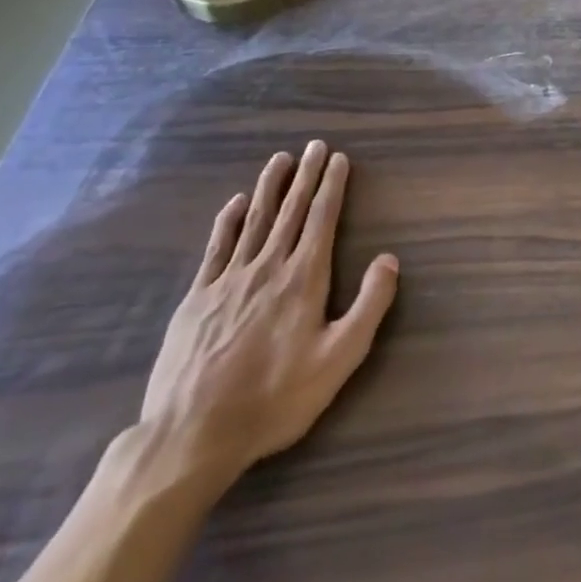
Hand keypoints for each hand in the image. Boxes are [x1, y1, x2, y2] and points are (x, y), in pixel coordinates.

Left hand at [139, 140, 398, 487]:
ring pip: (254, 221)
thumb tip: (389, 259)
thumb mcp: (339, 359)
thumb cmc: (275, 398)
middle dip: (306, 176)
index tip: (338, 158)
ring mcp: (228, 280)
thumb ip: (369, 306)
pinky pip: (216, 248)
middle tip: (314, 145)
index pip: (322, 219)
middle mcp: (268, 267)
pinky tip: (234, 204)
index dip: (332, 186)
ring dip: (269, 188)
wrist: (191, 436)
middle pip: (290, 211)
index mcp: (304, 278)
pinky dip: (227, 221)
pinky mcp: (197, 299)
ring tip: (280, 160)